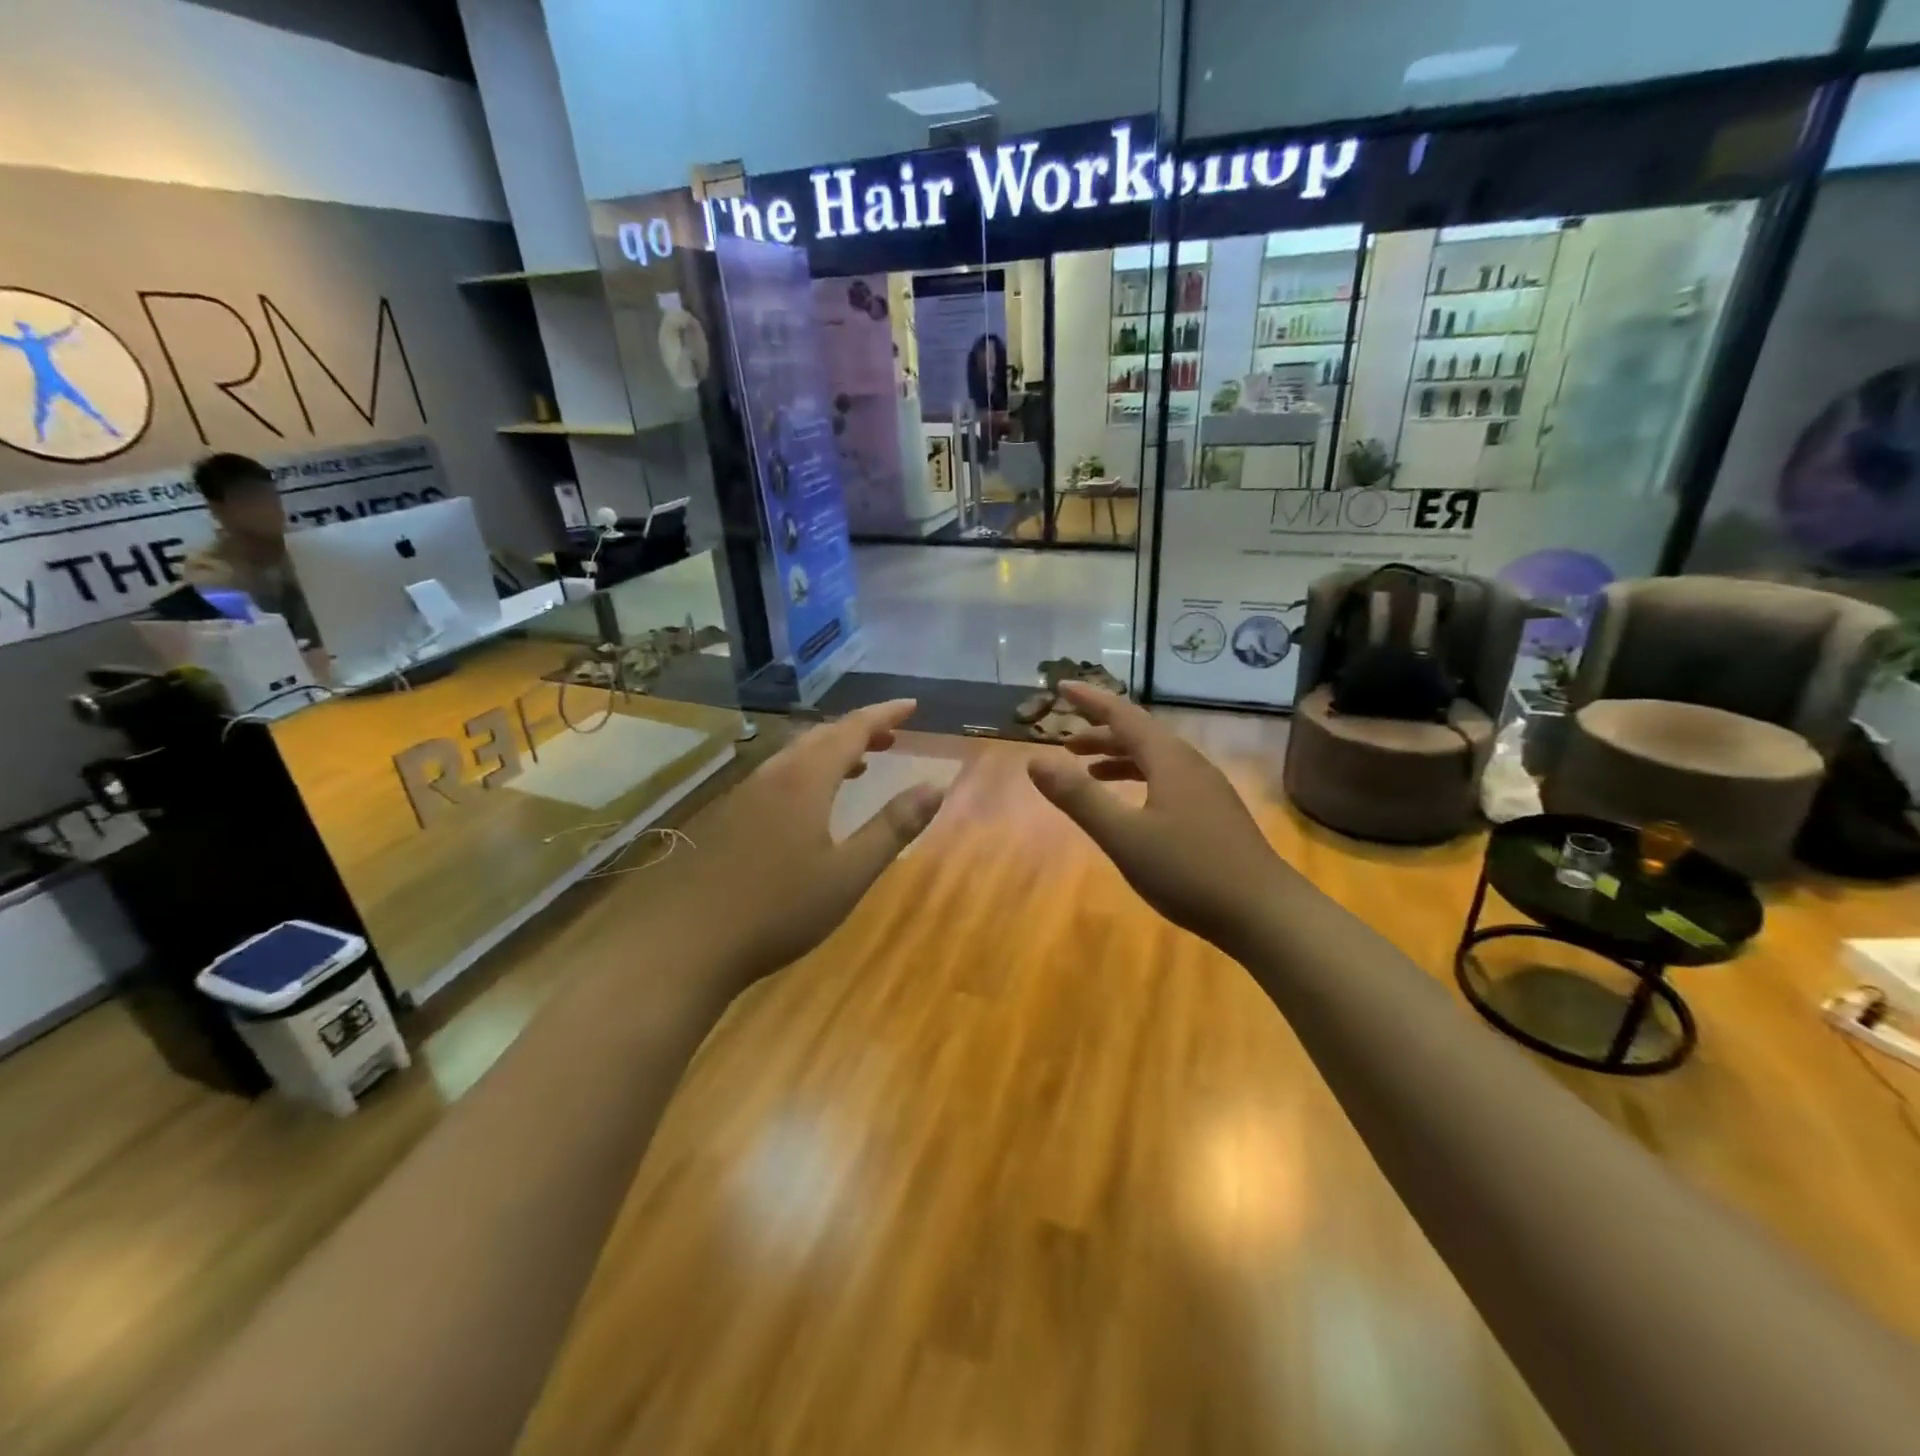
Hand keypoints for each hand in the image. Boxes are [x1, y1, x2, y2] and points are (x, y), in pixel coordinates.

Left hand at [667, 699, 943, 989]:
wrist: (683, 945)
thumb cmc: (777, 910)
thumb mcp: (848, 875)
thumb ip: (893, 828)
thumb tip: (935, 786)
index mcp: (805, 780)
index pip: (852, 729)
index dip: (884, 713)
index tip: (911, 705)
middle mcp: (772, 776)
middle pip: (820, 736)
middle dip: (859, 730)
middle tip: (891, 736)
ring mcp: (742, 796)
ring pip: (794, 756)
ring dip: (831, 751)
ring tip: (858, 766)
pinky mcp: (723, 819)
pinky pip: (775, 777)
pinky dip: (805, 773)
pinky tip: (807, 806)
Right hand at [1027, 682, 1285, 951]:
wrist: (1265, 913)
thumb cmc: (1189, 870)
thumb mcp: (1123, 835)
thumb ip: (1079, 797)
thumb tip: (1035, 761)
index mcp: (1169, 759)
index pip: (1123, 714)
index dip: (1090, 700)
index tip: (1062, 686)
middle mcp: (1190, 765)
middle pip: (1140, 735)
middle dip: (1100, 733)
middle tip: (1065, 744)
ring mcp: (1207, 790)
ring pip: (1155, 759)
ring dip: (1119, 758)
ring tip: (1089, 771)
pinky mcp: (1214, 814)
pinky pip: (1168, 780)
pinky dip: (1139, 780)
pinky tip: (1132, 806)